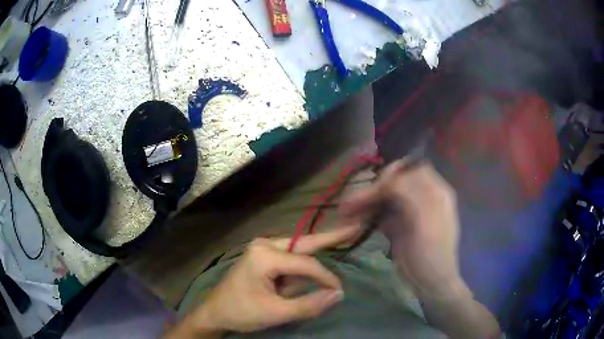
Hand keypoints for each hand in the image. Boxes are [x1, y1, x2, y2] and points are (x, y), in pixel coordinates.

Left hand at [176, 227, 359, 336]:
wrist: (215, 312)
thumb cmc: (241, 312)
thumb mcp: (276, 313)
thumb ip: (308, 304)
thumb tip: (339, 294)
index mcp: (264, 256)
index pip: (305, 264)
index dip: (326, 277)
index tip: (339, 291)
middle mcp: (264, 244)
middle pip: (304, 242)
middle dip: (331, 237)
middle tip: (354, 227)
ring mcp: (262, 248)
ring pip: (298, 250)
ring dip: (317, 254)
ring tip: (343, 240)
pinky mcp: (263, 256)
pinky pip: (290, 258)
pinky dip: (304, 263)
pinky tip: (317, 264)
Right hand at [339, 159, 468, 299]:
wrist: (430, 283)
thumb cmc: (432, 253)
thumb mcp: (425, 222)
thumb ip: (410, 194)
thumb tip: (389, 179)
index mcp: (434, 192)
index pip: (410, 170)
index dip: (391, 175)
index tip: (374, 188)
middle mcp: (422, 197)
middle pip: (394, 183)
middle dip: (372, 191)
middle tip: (349, 204)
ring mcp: (409, 212)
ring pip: (384, 198)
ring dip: (366, 203)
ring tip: (345, 213)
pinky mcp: (399, 226)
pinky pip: (381, 214)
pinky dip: (368, 216)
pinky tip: (356, 222)